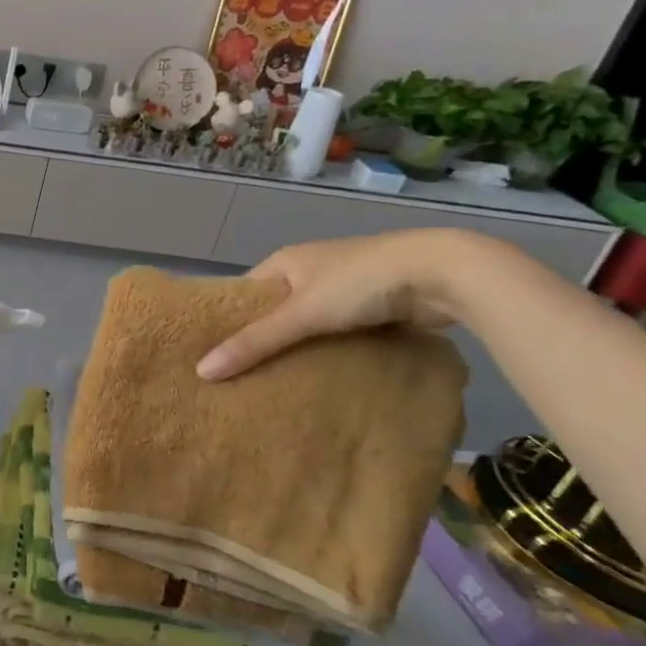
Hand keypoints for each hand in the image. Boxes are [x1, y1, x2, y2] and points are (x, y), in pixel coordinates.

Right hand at [196, 230, 481, 380]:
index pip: (245, 294)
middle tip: (241, 378)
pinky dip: (331, 352)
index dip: (229, 322)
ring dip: (300, 349)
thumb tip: (201, 371)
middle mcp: (312, 270)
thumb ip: (254, 342)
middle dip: (264, 340)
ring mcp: (346, 288)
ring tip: (277, 385)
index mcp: (286, 260)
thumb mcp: (301, 313)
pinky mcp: (376, 306)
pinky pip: (340, 333)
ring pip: (310, 324)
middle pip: (277, 310)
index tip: (213, 355)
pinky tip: (322, 377)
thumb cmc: (359, 282)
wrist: (444, 273)